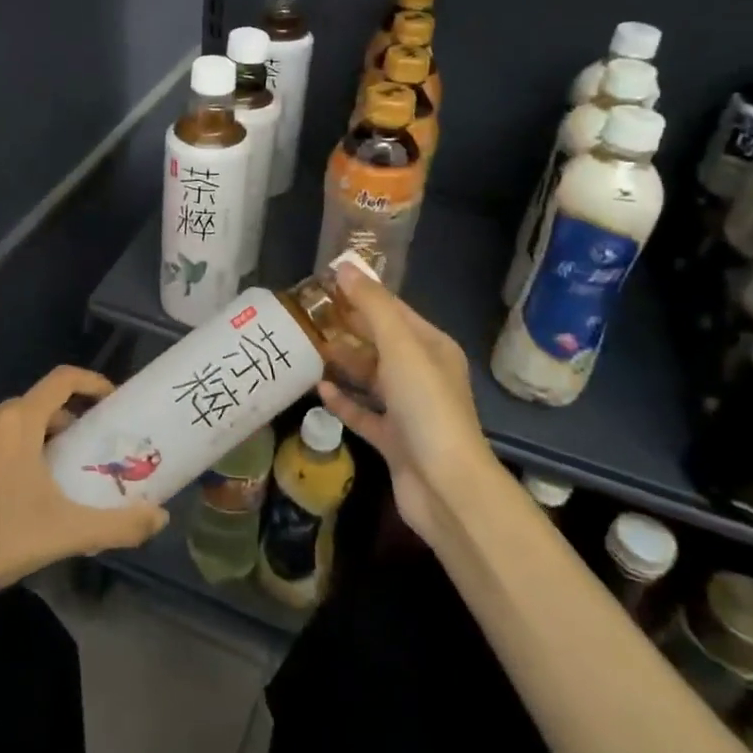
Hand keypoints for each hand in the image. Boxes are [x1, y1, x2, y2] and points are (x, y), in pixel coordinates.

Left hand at [0, 365, 169, 586]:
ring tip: (38, 475)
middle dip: (59, 422)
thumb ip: (120, 524)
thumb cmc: (5, 537)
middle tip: (75, 452)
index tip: (108, 400)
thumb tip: (160, 518)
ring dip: (25, 438)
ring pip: (2, 424)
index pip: (62, 380)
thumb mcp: (69, 532)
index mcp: (18, 421)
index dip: (90, 382)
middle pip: (33, 406)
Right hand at [314, 262, 496, 542]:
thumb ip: (372, 306)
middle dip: (347, 327)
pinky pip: (363, 412)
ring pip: (369, 377)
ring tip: (307, 347)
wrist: (445, 486)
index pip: (393, 310)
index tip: (323, 282)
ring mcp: (408, 409)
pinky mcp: (392, 439)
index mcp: (431, 347)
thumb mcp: (400, 347)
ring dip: (343, 362)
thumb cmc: (426, 406)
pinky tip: (320, 389)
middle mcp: (422, 374)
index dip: (361, 294)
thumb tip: (345, 267)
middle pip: (379, 342)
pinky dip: (343, 400)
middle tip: (307, 314)